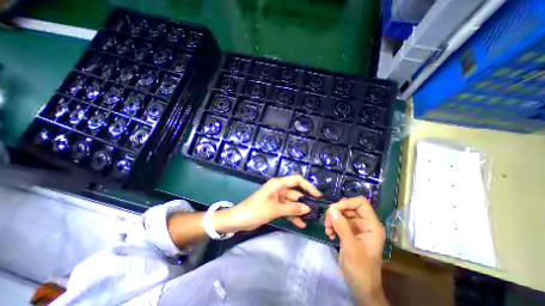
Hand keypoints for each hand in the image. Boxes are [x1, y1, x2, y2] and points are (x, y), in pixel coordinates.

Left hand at [221, 175, 320, 231]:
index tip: (317, 195)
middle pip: (296, 192)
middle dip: (305, 201)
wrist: (239, 220)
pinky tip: (301, 224)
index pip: (297, 180)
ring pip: (292, 202)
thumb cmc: (256, 210)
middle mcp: (279, 189)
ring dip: (300, 210)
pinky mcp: (275, 206)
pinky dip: (293, 215)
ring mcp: (277, 198)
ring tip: (310, 219)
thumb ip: (292, 209)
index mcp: (278, 184)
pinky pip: (287, 209)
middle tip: (316, 211)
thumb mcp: (275, 209)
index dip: (308, 186)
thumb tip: (308, 208)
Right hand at [323, 198, 386, 304]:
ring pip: (341, 213)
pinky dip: (332, 225)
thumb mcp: (351, 248)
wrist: (361, 287)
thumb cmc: (361, 269)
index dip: (347, 203)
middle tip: (327, 223)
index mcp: (372, 225)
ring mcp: (356, 227)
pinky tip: (329, 234)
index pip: (361, 203)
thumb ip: (342, 227)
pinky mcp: (349, 231)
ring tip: (328, 230)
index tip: (333, 210)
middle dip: (336, 212)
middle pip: (348, 207)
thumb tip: (331, 209)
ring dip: (332, 219)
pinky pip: (338, 221)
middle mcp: (365, 223)